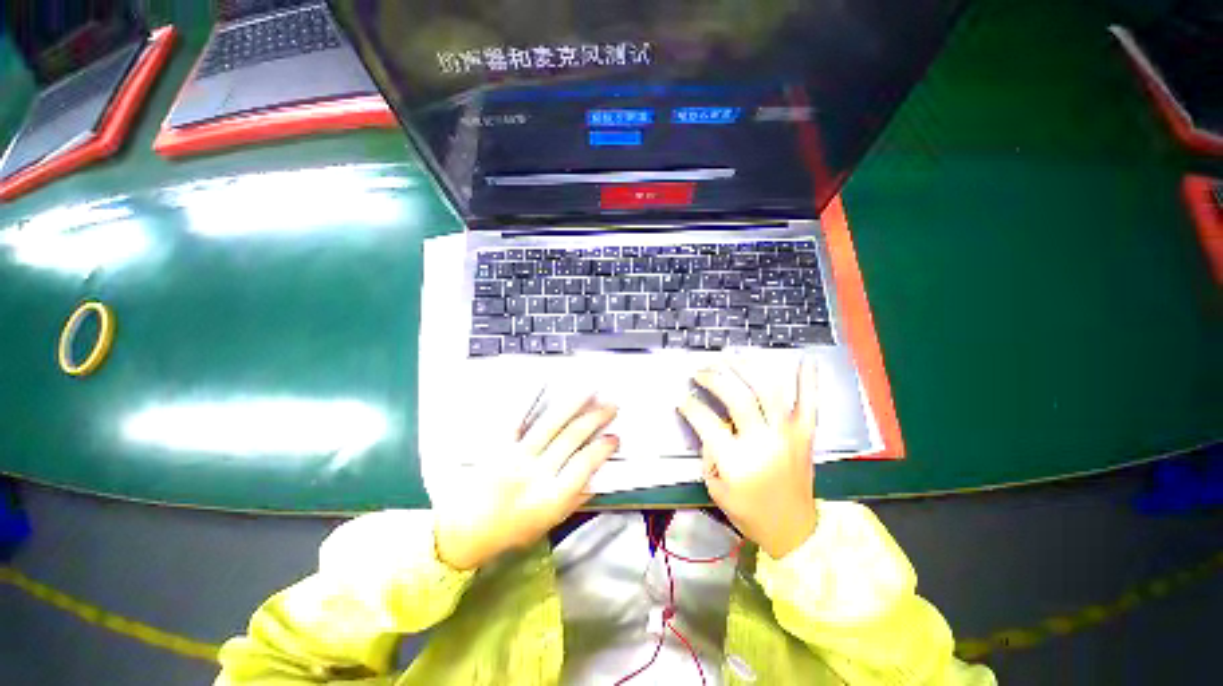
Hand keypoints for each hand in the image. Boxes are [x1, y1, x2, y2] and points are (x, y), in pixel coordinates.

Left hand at [433, 391, 617, 569]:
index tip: (614, 437)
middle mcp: (535, 474)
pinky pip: (516, 418)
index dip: (602, 449)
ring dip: (573, 404)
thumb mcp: (548, 524)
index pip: (584, 466)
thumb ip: (574, 501)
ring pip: (550, 424)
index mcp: (550, 498)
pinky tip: (543, 384)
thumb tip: (597, 478)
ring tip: (590, 390)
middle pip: (571, 438)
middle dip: (595, 418)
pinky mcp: (497, 446)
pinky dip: (530, 399)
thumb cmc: (509, 531)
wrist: (462, 532)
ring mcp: (515, 457)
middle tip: (611, 405)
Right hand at [678, 358, 818, 559]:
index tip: (682, 398)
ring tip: (731, 357)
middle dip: (714, 378)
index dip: (690, 405)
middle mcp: (763, 442)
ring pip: (768, 391)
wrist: (794, 531)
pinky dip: (808, 381)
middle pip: (737, 398)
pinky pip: (809, 404)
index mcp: (737, 461)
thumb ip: (710, 452)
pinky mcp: (805, 435)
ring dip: (747, 369)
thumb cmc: (749, 512)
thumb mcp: (716, 488)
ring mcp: (788, 435)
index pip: (706, 421)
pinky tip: (805, 360)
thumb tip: (710, 423)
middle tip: (700, 371)